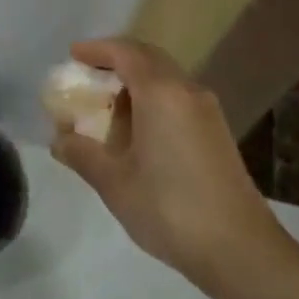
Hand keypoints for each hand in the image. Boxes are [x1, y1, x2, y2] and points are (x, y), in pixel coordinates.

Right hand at [51, 38, 275, 279]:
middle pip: (148, 59)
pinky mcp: (216, 133)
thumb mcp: (114, 182)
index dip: (97, 50)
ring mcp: (207, 112)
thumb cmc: (168, 208)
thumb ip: (82, 154)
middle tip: (86, 75)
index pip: (126, 53)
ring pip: (166, 79)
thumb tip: (59, 140)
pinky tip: (137, 131)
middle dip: (116, 61)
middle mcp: (187, 91)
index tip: (72, 55)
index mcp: (161, 93)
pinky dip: (152, 100)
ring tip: (106, 105)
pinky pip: (178, 99)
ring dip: (135, 82)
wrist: (239, 248)